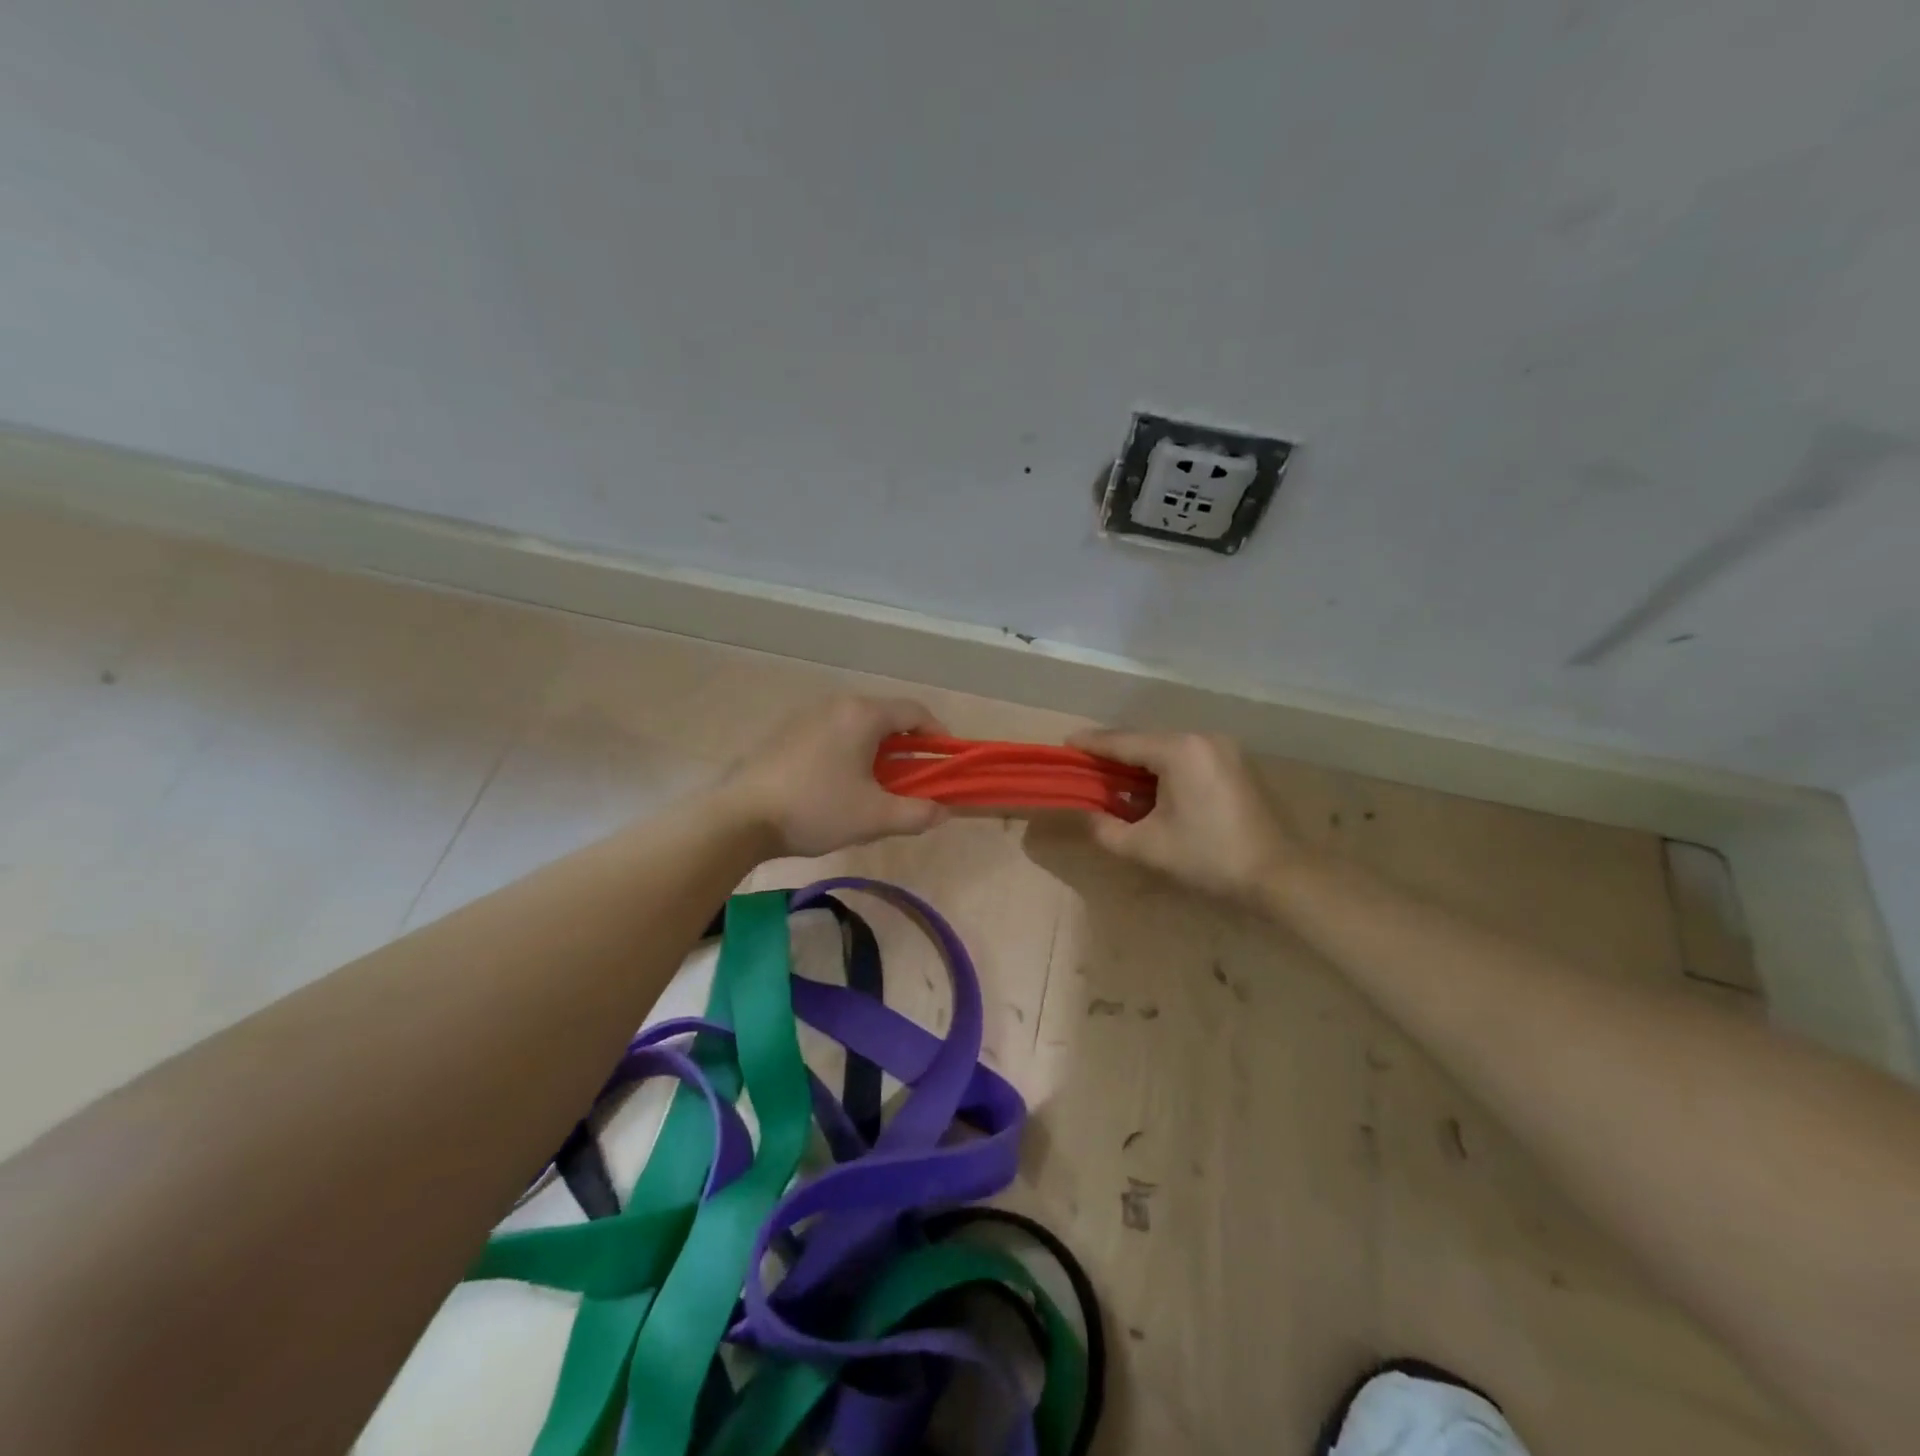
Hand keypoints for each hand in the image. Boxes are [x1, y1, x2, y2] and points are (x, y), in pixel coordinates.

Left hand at [724, 695, 950, 857]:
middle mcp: (837, 704)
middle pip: (886, 716)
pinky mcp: (786, 732)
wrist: (740, 816)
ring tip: (877, 785)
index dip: (938, 735)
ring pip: (857, 725)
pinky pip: (832, 733)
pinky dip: (849, 751)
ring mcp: (807, 715)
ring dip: (877, 750)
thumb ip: (917, 813)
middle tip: (914, 779)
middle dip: (907, 746)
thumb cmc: (816, 809)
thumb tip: (942, 811)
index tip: (946, 762)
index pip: (915, 712)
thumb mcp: (875, 818)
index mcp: (863, 715)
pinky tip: (839, 784)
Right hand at [1066, 728, 1298, 905]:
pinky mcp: (1237, 763)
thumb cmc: (1208, 856)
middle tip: (1087, 769)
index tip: (1065, 744)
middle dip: (1115, 755)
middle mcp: (1202, 738)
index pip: (1123, 741)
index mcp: (1179, 750)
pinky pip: (1188, 758)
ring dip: (1141, 764)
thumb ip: (1107, 829)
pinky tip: (1153, 791)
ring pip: (1168, 749)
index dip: (1091, 744)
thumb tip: (1089, 815)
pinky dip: (1165, 769)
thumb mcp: (1147, 847)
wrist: (1279, 874)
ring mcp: (1224, 748)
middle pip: (1145, 741)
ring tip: (1116, 782)